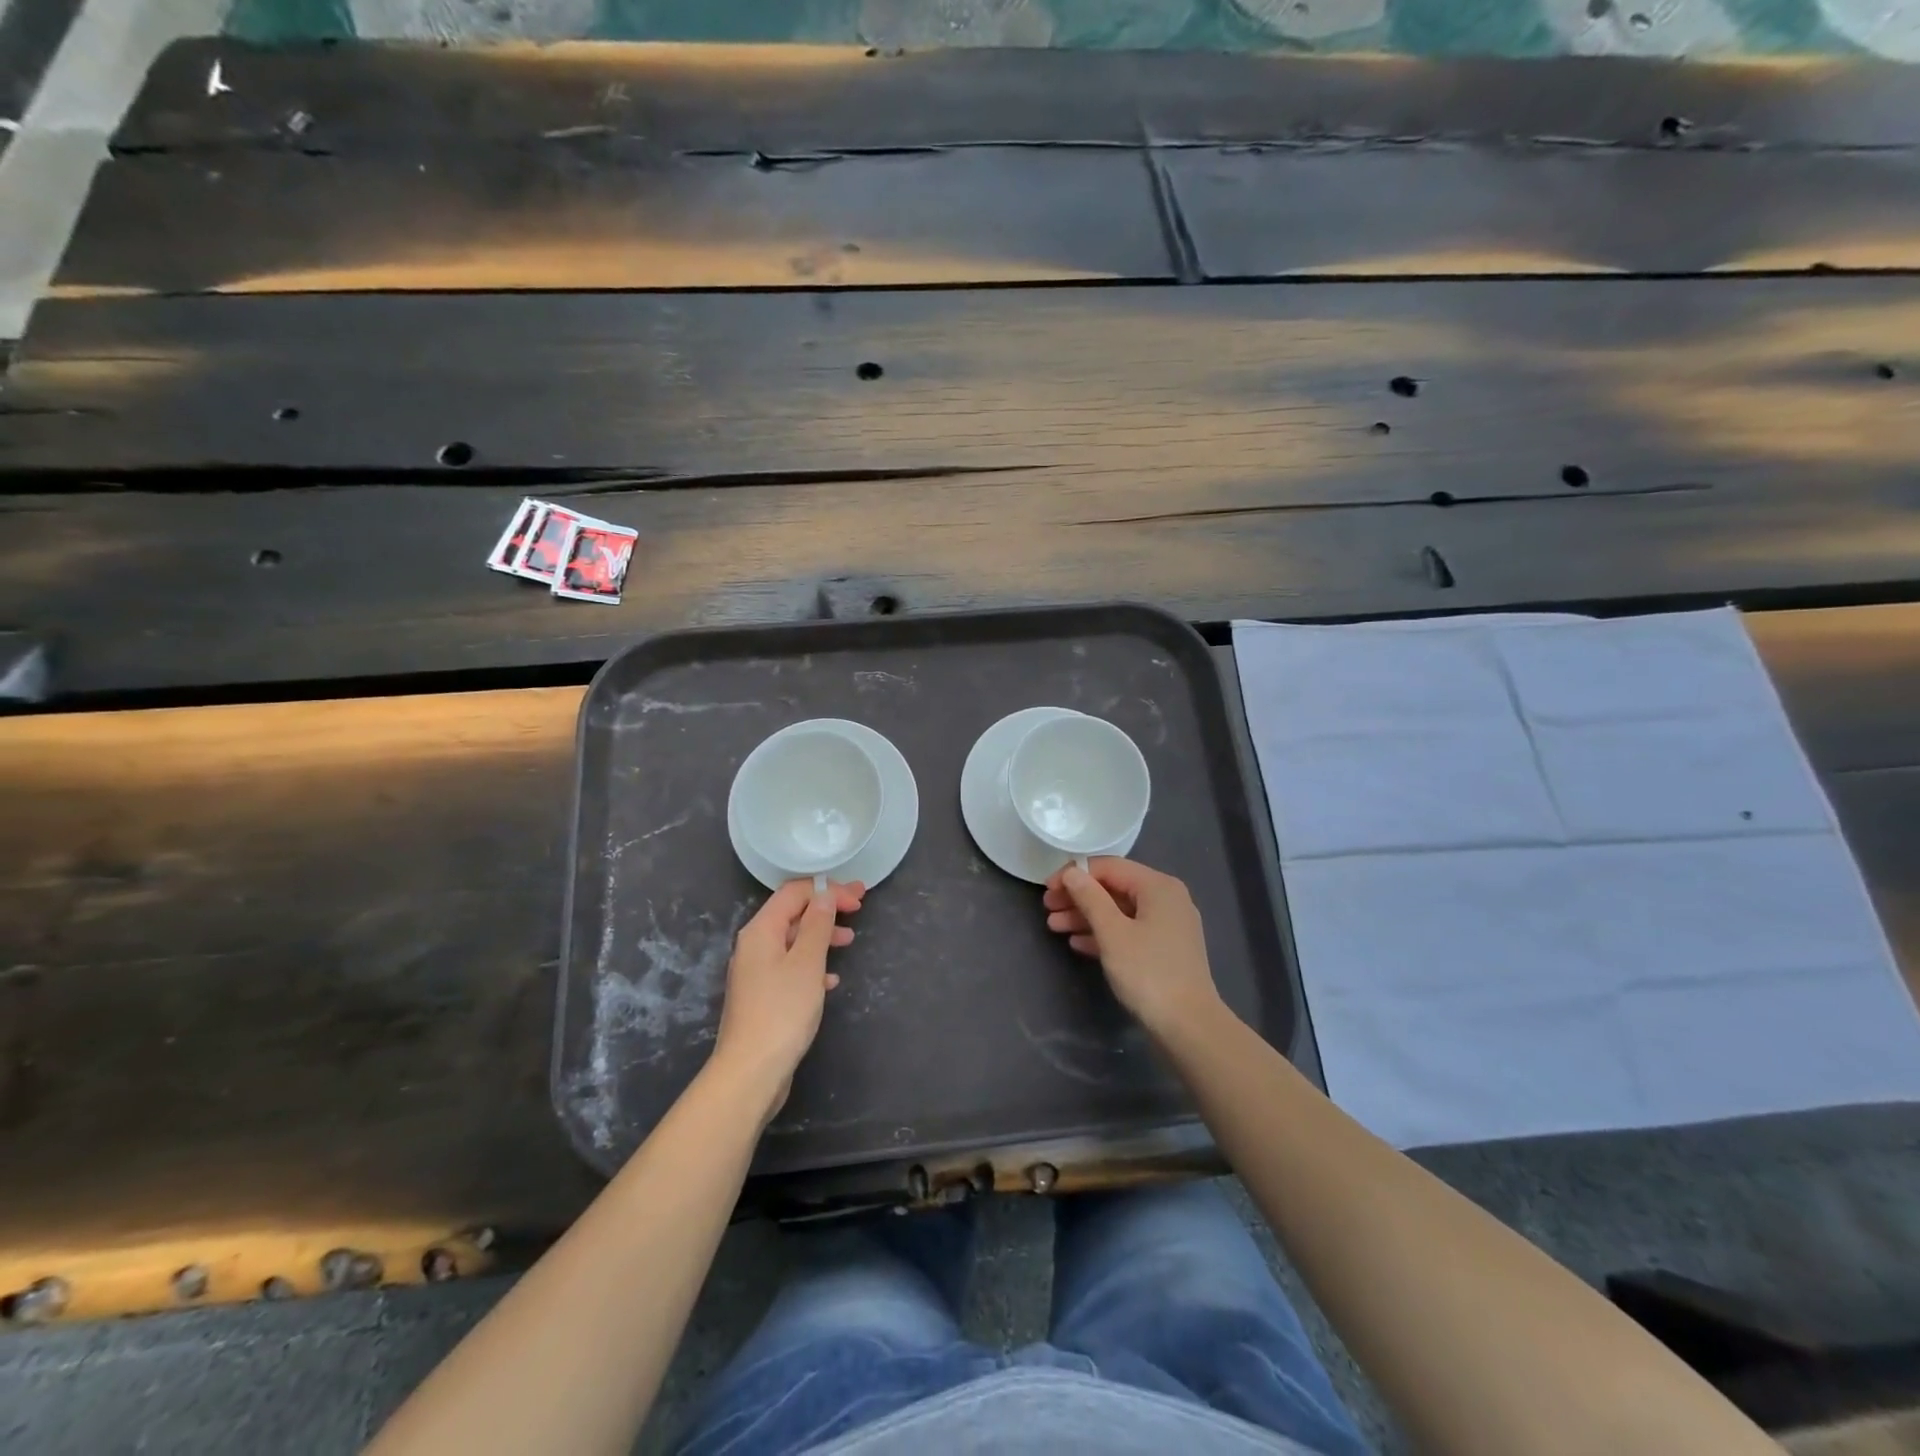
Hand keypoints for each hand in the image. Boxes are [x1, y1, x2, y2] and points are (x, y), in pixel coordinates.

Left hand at [712, 879, 861, 1118]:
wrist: (750, 1072)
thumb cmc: (782, 1012)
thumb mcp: (807, 963)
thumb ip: (817, 924)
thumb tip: (824, 895)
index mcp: (761, 931)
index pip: (794, 893)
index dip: (827, 889)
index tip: (858, 897)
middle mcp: (754, 946)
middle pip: (793, 913)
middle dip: (826, 908)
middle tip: (860, 908)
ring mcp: (756, 972)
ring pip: (793, 940)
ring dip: (822, 935)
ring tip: (849, 941)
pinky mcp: (763, 996)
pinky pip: (791, 966)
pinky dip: (813, 964)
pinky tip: (831, 980)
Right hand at [1044, 858, 1220, 1036]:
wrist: (1188, 1027)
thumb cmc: (1148, 973)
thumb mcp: (1112, 932)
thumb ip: (1090, 898)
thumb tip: (1073, 872)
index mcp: (1158, 887)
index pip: (1110, 867)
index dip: (1075, 874)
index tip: (1047, 889)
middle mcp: (1167, 899)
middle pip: (1114, 888)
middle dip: (1079, 897)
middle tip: (1048, 908)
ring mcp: (1168, 926)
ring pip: (1120, 911)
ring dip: (1086, 917)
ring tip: (1054, 927)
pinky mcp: (1165, 950)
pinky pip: (1129, 931)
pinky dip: (1103, 934)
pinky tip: (1077, 944)